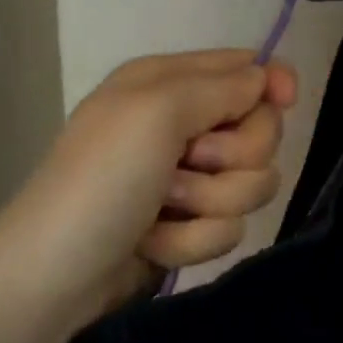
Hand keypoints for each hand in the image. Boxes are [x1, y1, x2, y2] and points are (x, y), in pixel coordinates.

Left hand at [0, 50, 297, 328]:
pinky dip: (193, 238)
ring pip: (253, 183)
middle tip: (189, 164)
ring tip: (164, 209)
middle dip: (234, 156)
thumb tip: (267, 80)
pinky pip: (230, 226)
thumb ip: (222, 86)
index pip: (247, 68)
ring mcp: (190, 178)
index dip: (272, 83)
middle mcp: (184, 125)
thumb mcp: (157, 111)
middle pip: (261, 131)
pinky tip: (155, 242)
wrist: (57, 275)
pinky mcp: (192, 224)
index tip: (285, 102)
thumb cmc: (103, 179)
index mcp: (170, 83)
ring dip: (211, 202)